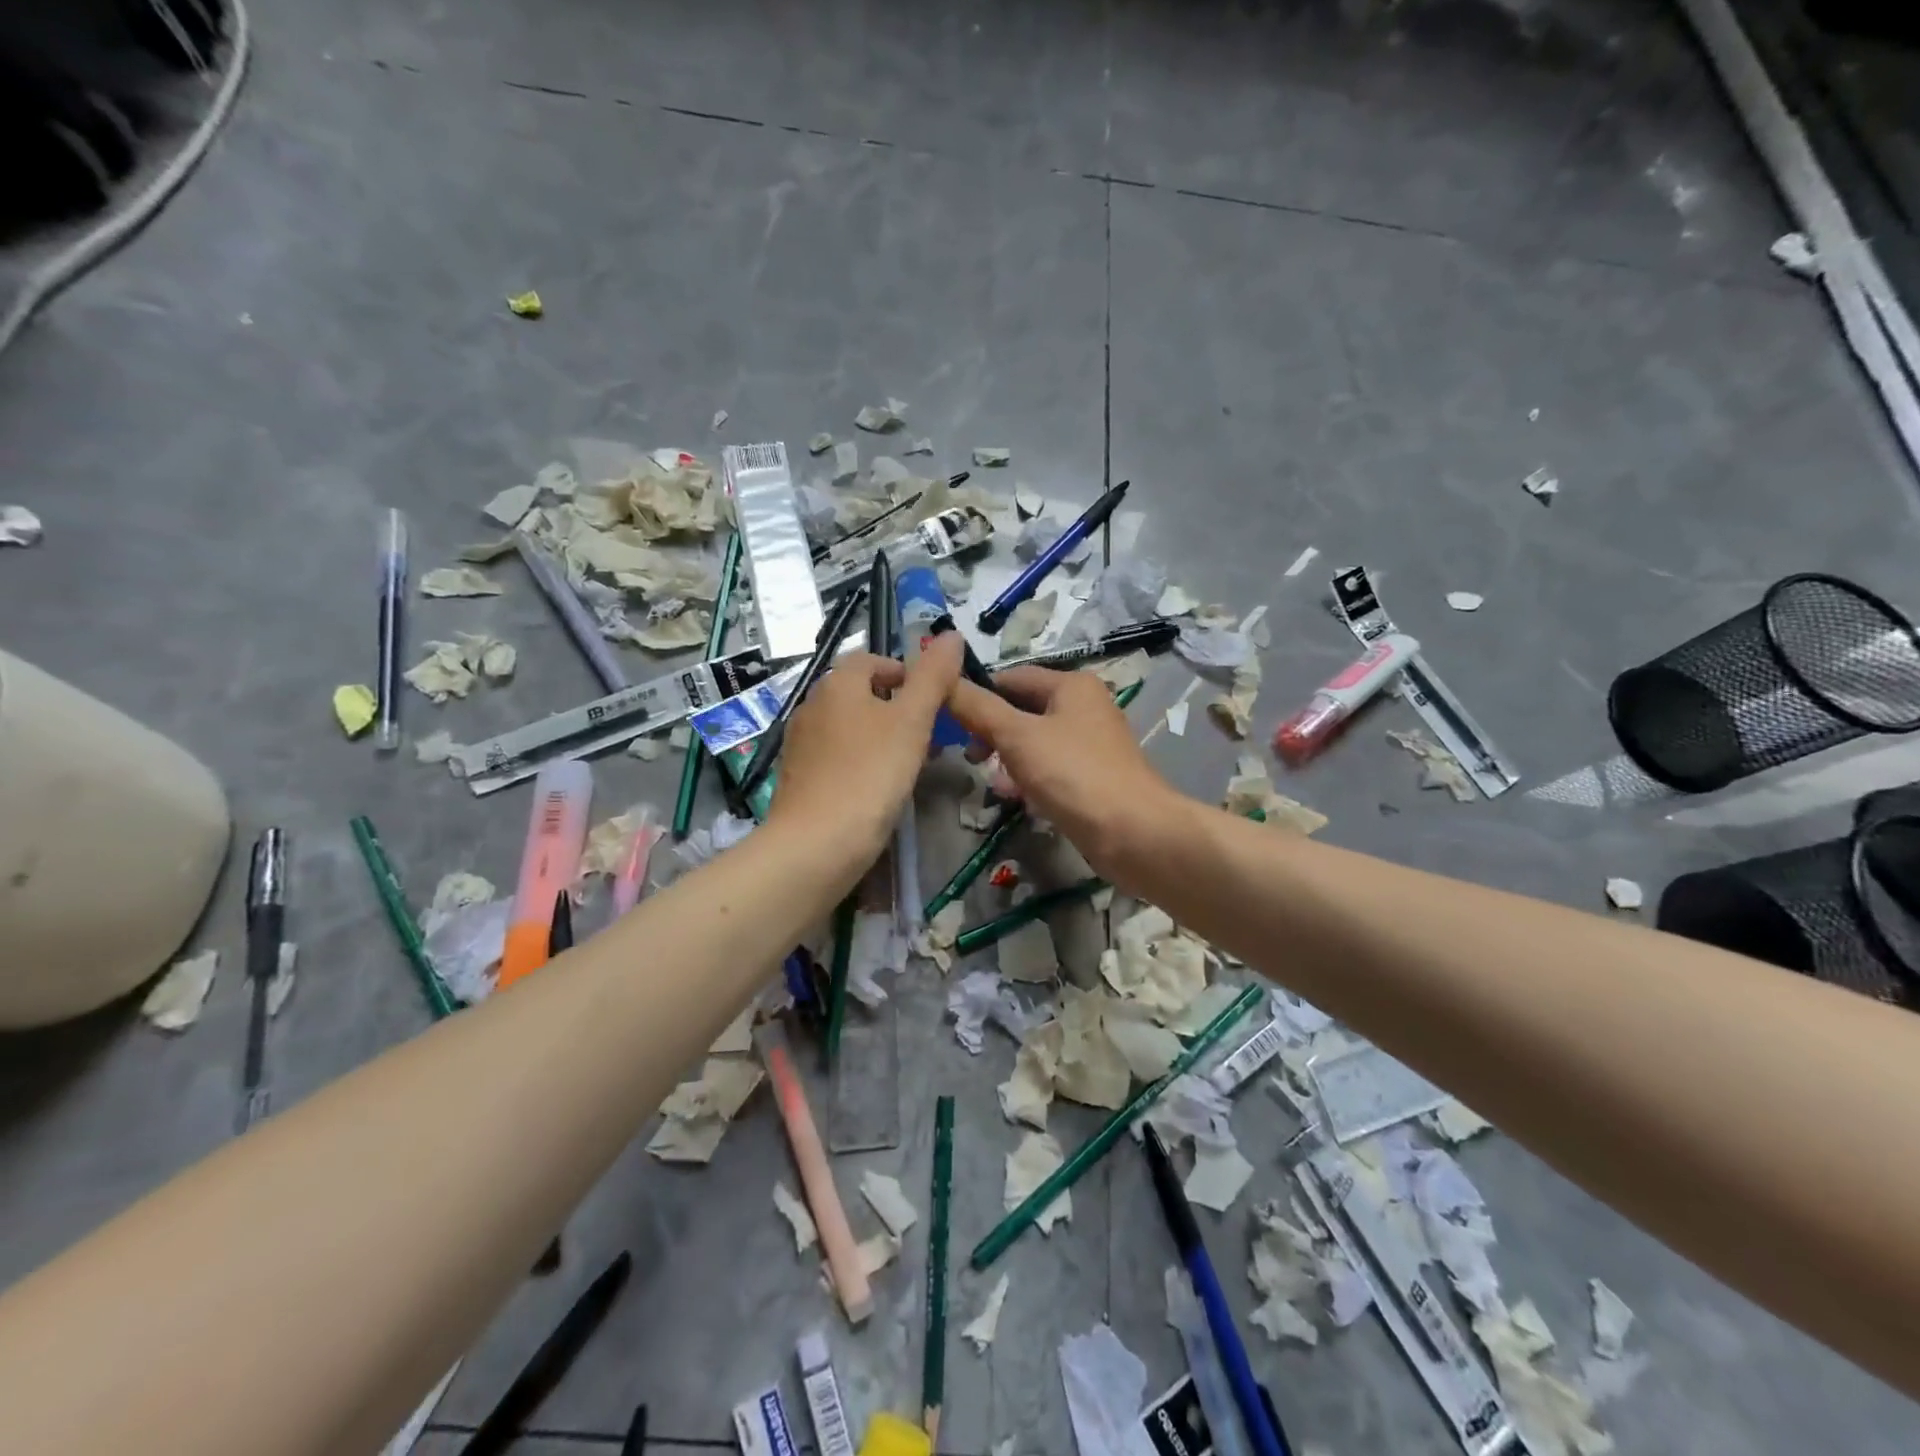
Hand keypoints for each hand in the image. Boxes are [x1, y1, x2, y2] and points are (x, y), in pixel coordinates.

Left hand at [768, 635, 963, 856]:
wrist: (816, 844)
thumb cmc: (870, 774)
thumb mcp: (912, 721)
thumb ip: (933, 677)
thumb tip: (951, 635)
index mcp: (837, 683)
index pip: (873, 660)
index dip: (906, 674)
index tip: (933, 702)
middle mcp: (811, 705)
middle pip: (860, 693)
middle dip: (896, 709)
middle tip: (927, 737)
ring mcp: (799, 743)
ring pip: (848, 727)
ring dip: (879, 737)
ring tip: (907, 766)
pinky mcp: (796, 778)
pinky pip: (835, 757)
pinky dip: (859, 762)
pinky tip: (876, 790)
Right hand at [944, 666, 1182, 878]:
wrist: (1134, 833)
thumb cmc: (1073, 774)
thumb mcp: (1017, 737)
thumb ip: (978, 708)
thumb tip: (943, 679)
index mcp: (1071, 686)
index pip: (1012, 677)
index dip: (978, 693)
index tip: (948, 718)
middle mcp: (1084, 707)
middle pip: (1023, 710)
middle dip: (992, 732)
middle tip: (970, 757)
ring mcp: (1090, 744)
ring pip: (1035, 743)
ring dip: (1008, 759)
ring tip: (991, 783)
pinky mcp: (1092, 778)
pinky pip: (1050, 769)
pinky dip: (1029, 779)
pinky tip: (1016, 799)